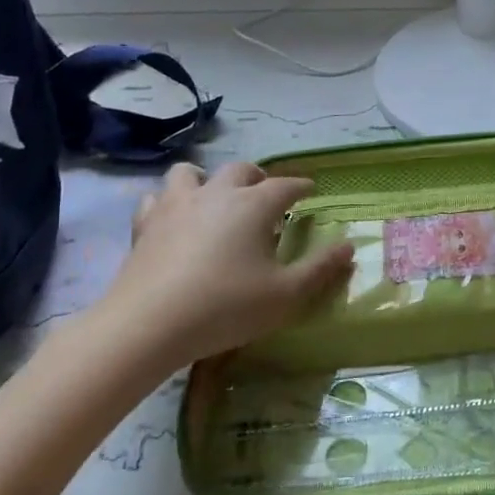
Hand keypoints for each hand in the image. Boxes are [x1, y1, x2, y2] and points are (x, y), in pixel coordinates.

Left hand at [69, 163, 354, 382]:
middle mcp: (216, 193)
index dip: (301, 187)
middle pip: (241, 170)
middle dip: (258, 178)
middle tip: (267, 195)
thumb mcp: (285, 294)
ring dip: (207, 179)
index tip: (310, 190)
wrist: (148, 324)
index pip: (285, 185)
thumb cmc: (226, 307)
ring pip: (190, 173)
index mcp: (254, 205)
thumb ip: (320, 268)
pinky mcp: (145, 224)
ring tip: (215, 198)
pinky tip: (174, 220)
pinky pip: (156, 199)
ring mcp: (176, 205)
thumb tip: (349, 246)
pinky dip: (169, 203)